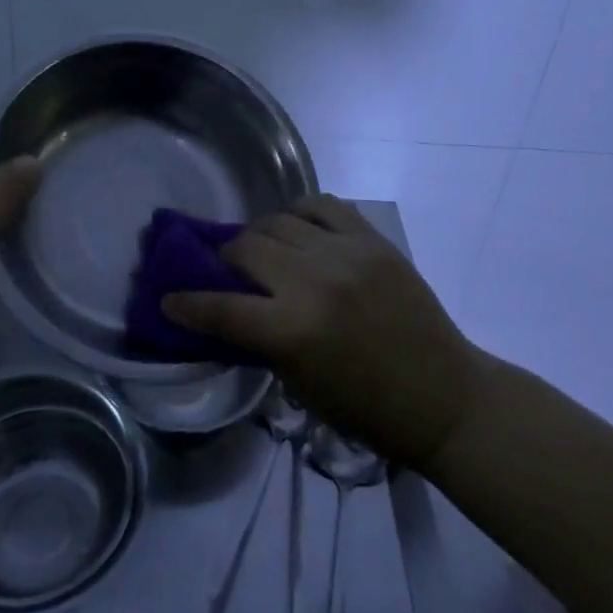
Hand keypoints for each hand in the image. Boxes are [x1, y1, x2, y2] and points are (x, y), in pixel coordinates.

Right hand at [162, 194, 482, 468]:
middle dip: (223, 260)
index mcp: (293, 331)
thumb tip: (223, 309)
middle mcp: (313, 281)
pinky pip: (323, 204)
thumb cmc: (367, 408)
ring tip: (263, 249)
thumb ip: (259, 341)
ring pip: (277, 220)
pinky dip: (300, 213)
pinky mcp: (372, 239)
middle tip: (225, 271)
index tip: (168, 298)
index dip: (186, 303)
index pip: (220, 307)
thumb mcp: (300, 386)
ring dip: (259, 235)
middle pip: (245, 248)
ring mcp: (346, 253)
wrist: (444, 396)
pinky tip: (298, 228)